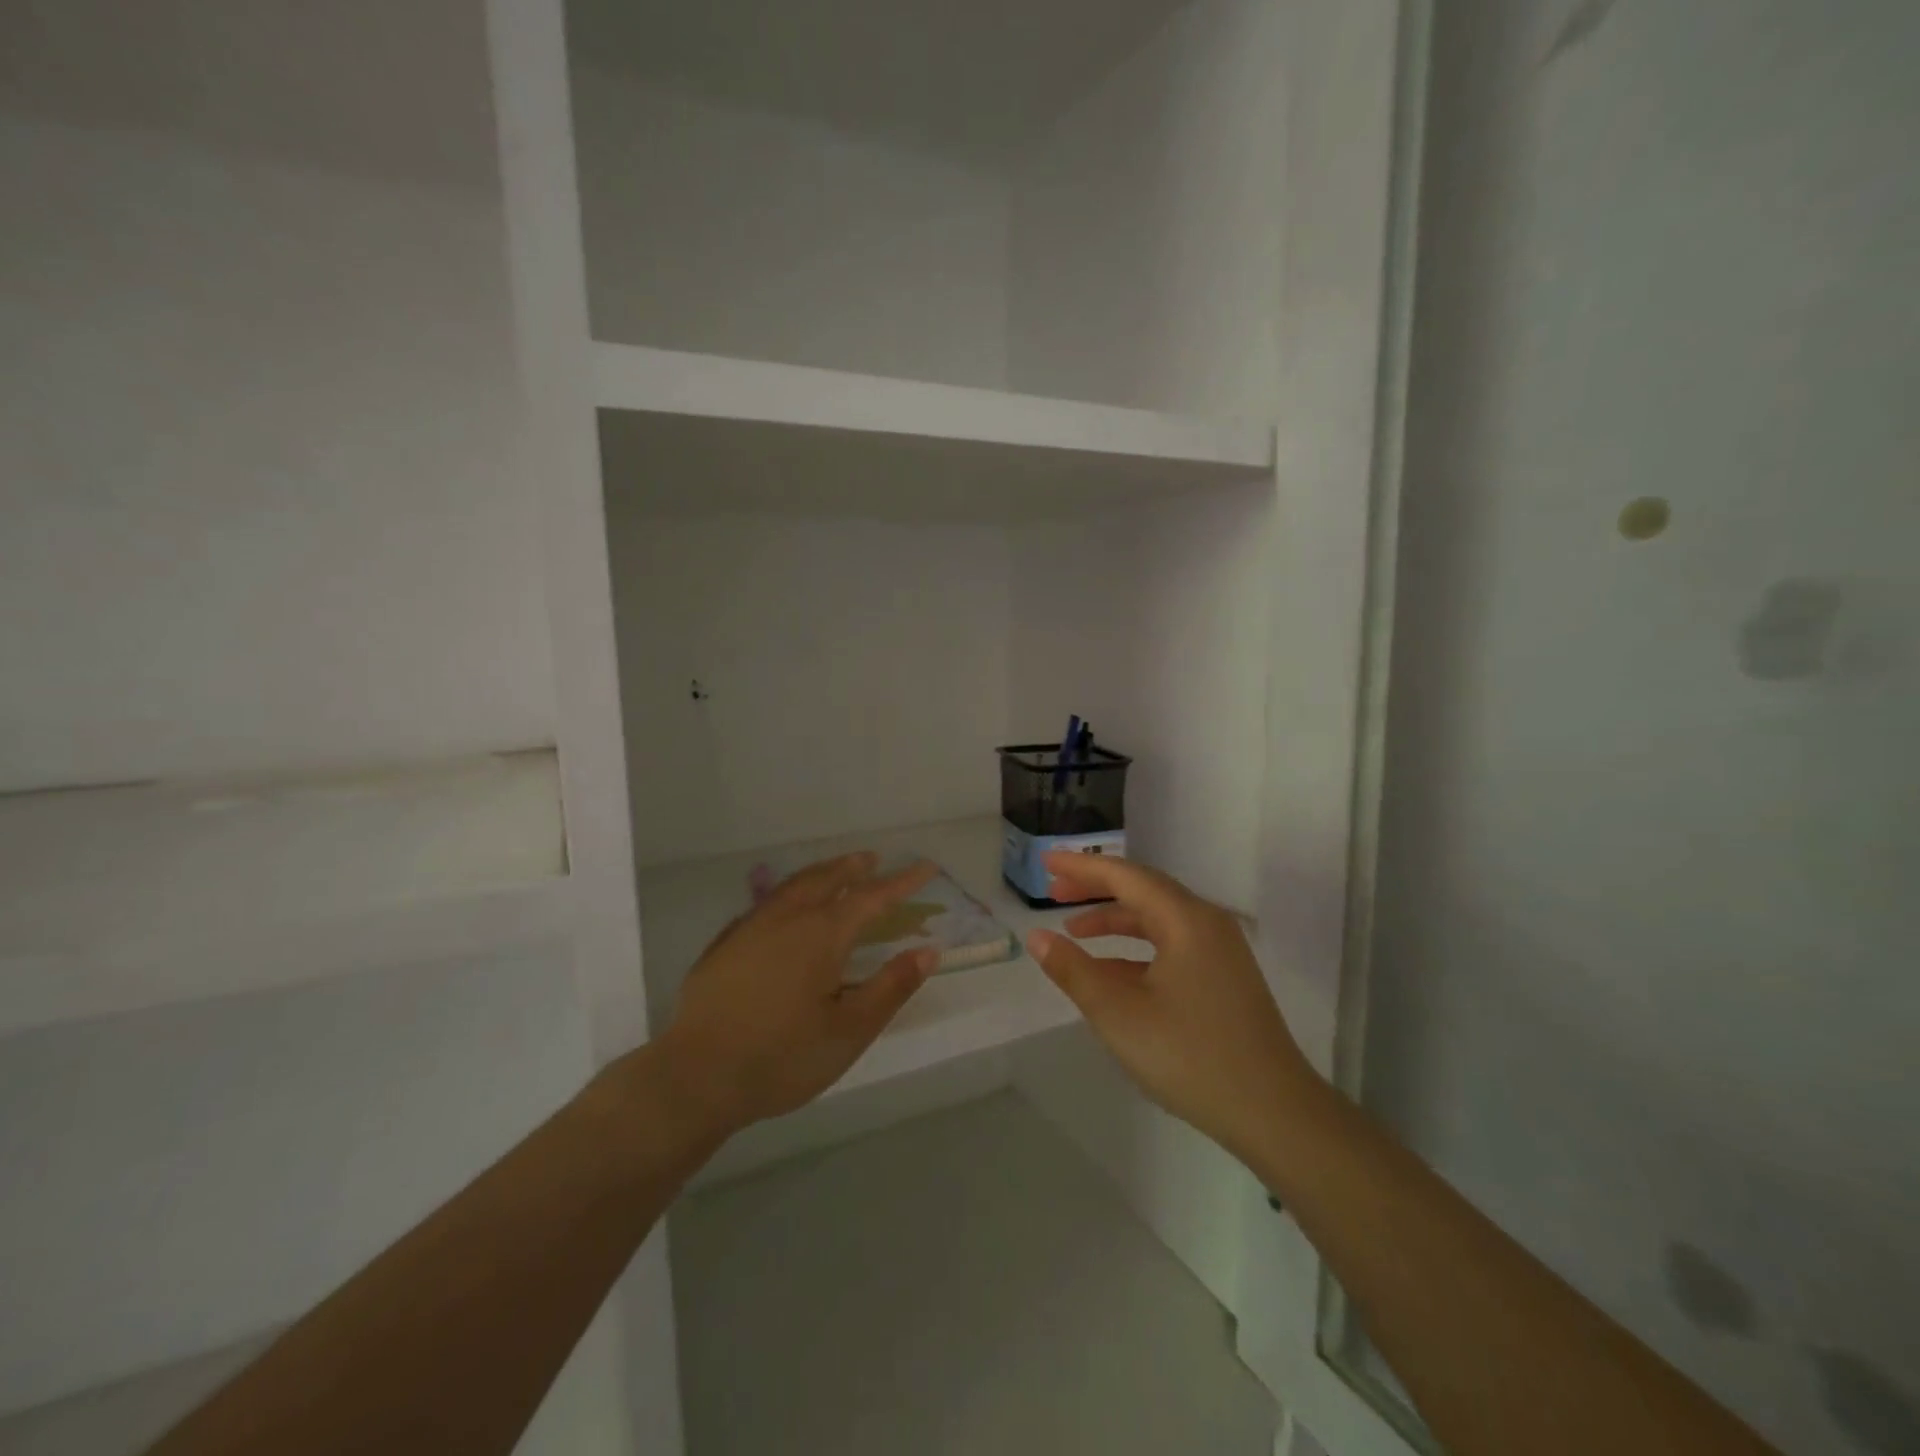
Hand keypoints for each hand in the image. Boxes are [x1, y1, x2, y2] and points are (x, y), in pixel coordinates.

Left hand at [655, 852, 939, 1136]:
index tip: (926, 868)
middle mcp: (788, 918)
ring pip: (793, 886)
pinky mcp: (724, 945)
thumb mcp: (849, 1031)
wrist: (696, 1076)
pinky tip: (784, 909)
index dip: (902, 882)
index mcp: (823, 934)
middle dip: (855, 867)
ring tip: (835, 871)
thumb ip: (891, 987)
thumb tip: (927, 951)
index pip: (873, 898)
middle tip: (874, 859)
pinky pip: (765, 903)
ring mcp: (751, 928)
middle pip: (828, 879)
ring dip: (821, 873)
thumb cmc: (782, 1057)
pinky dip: (788, 893)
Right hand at [1026, 851, 1315, 1162]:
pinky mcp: (1224, 977)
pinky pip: (1172, 945)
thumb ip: (1073, 971)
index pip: (1124, 875)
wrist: (1274, 1113)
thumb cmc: (1190, 1056)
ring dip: (1114, 919)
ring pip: (1157, 918)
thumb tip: (1036, 937)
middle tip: (1053, 889)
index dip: (1080, 867)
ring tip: (1073, 931)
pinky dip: (1136, 948)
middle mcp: (1206, 922)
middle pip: (1142, 890)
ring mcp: (1219, 950)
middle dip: (1095, 888)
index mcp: (1185, 919)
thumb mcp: (1119, 1014)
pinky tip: (1110, 970)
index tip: (1045, 860)